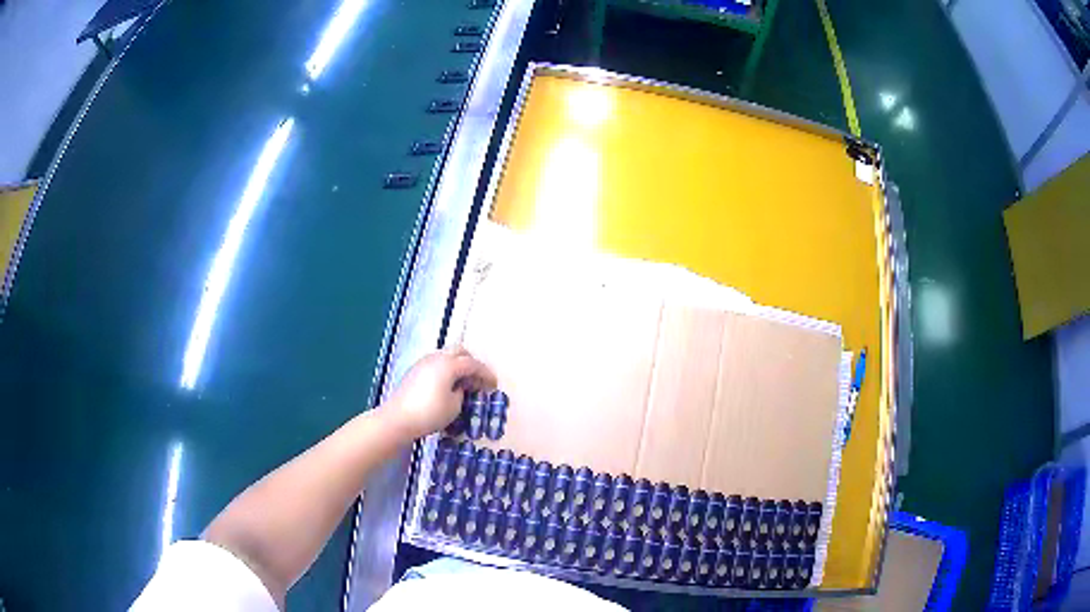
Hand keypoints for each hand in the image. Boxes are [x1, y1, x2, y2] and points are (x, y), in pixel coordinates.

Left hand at [380, 348, 496, 439]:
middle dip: (472, 363)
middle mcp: (436, 357)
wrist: (398, 418)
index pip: (473, 364)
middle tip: (478, 380)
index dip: (486, 374)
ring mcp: (423, 362)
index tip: (494, 385)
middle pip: (459, 351)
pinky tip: (447, 385)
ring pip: (446, 355)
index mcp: (449, 364)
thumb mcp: (454, 406)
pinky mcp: (414, 371)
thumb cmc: (429, 413)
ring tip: (463, 384)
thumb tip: (459, 387)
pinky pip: (436, 363)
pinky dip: (446, 370)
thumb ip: (462, 392)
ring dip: (458, 365)